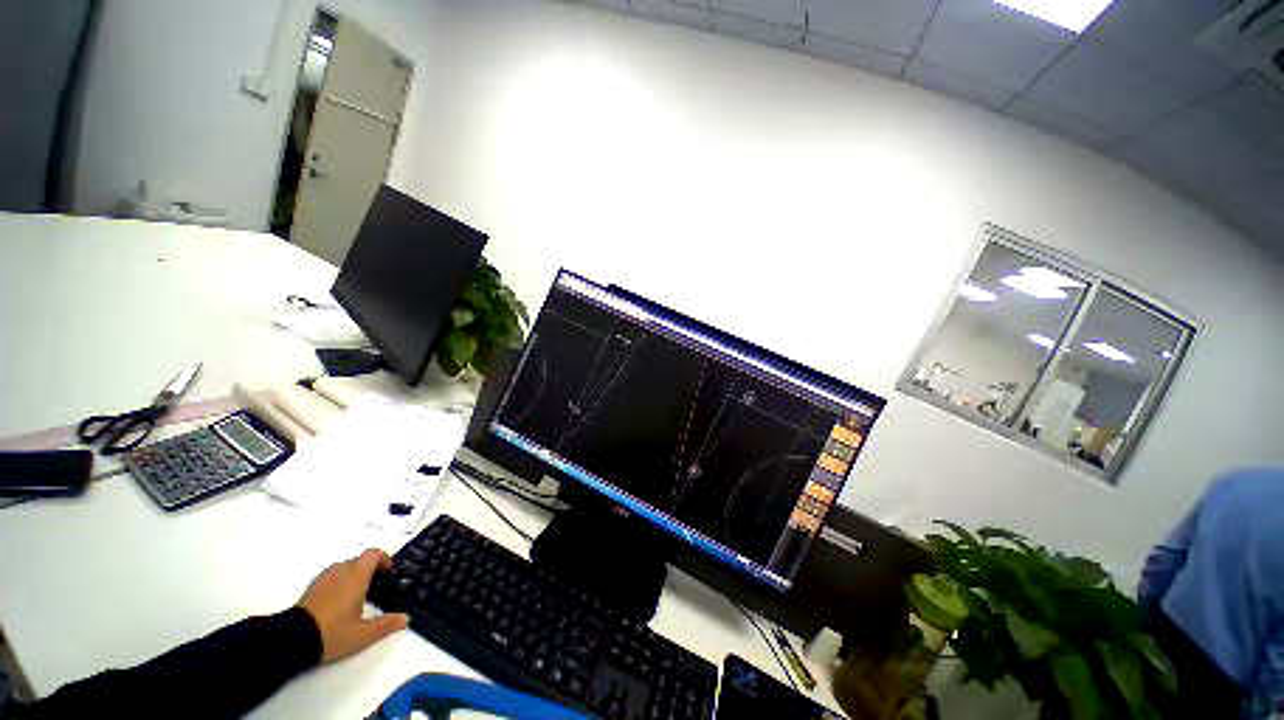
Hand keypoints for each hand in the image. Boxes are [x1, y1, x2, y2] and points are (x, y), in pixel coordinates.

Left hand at [296, 549, 409, 663]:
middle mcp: (341, 572)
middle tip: (375, 587)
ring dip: (353, 575)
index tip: (389, 573)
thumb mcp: (363, 634)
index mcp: (356, 577)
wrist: (291, 640)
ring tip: (356, 595)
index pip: (373, 554)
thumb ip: (386, 625)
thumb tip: (406, 618)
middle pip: (359, 560)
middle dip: (369, 569)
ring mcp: (323, 579)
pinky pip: (330, 576)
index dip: (384, 559)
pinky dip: (339, 582)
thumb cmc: (332, 633)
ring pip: (343, 567)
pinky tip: (337, 602)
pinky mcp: (311, 588)